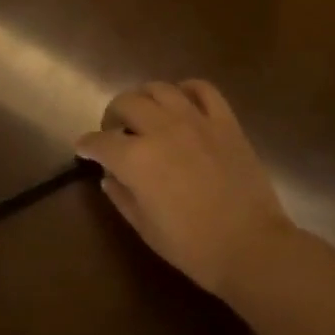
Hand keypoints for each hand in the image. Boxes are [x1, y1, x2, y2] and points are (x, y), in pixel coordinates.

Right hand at [74, 81, 297, 295]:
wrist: (251, 246)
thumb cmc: (192, 246)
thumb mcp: (145, 228)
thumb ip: (122, 197)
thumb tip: (109, 177)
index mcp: (135, 159)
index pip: (99, 141)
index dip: (87, 145)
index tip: (83, 149)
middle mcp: (161, 130)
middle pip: (126, 103)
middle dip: (112, 115)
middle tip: (114, 131)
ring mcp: (195, 121)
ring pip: (160, 88)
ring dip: (144, 97)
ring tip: (145, 113)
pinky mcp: (225, 122)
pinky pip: (203, 90)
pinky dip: (187, 90)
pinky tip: (182, 102)